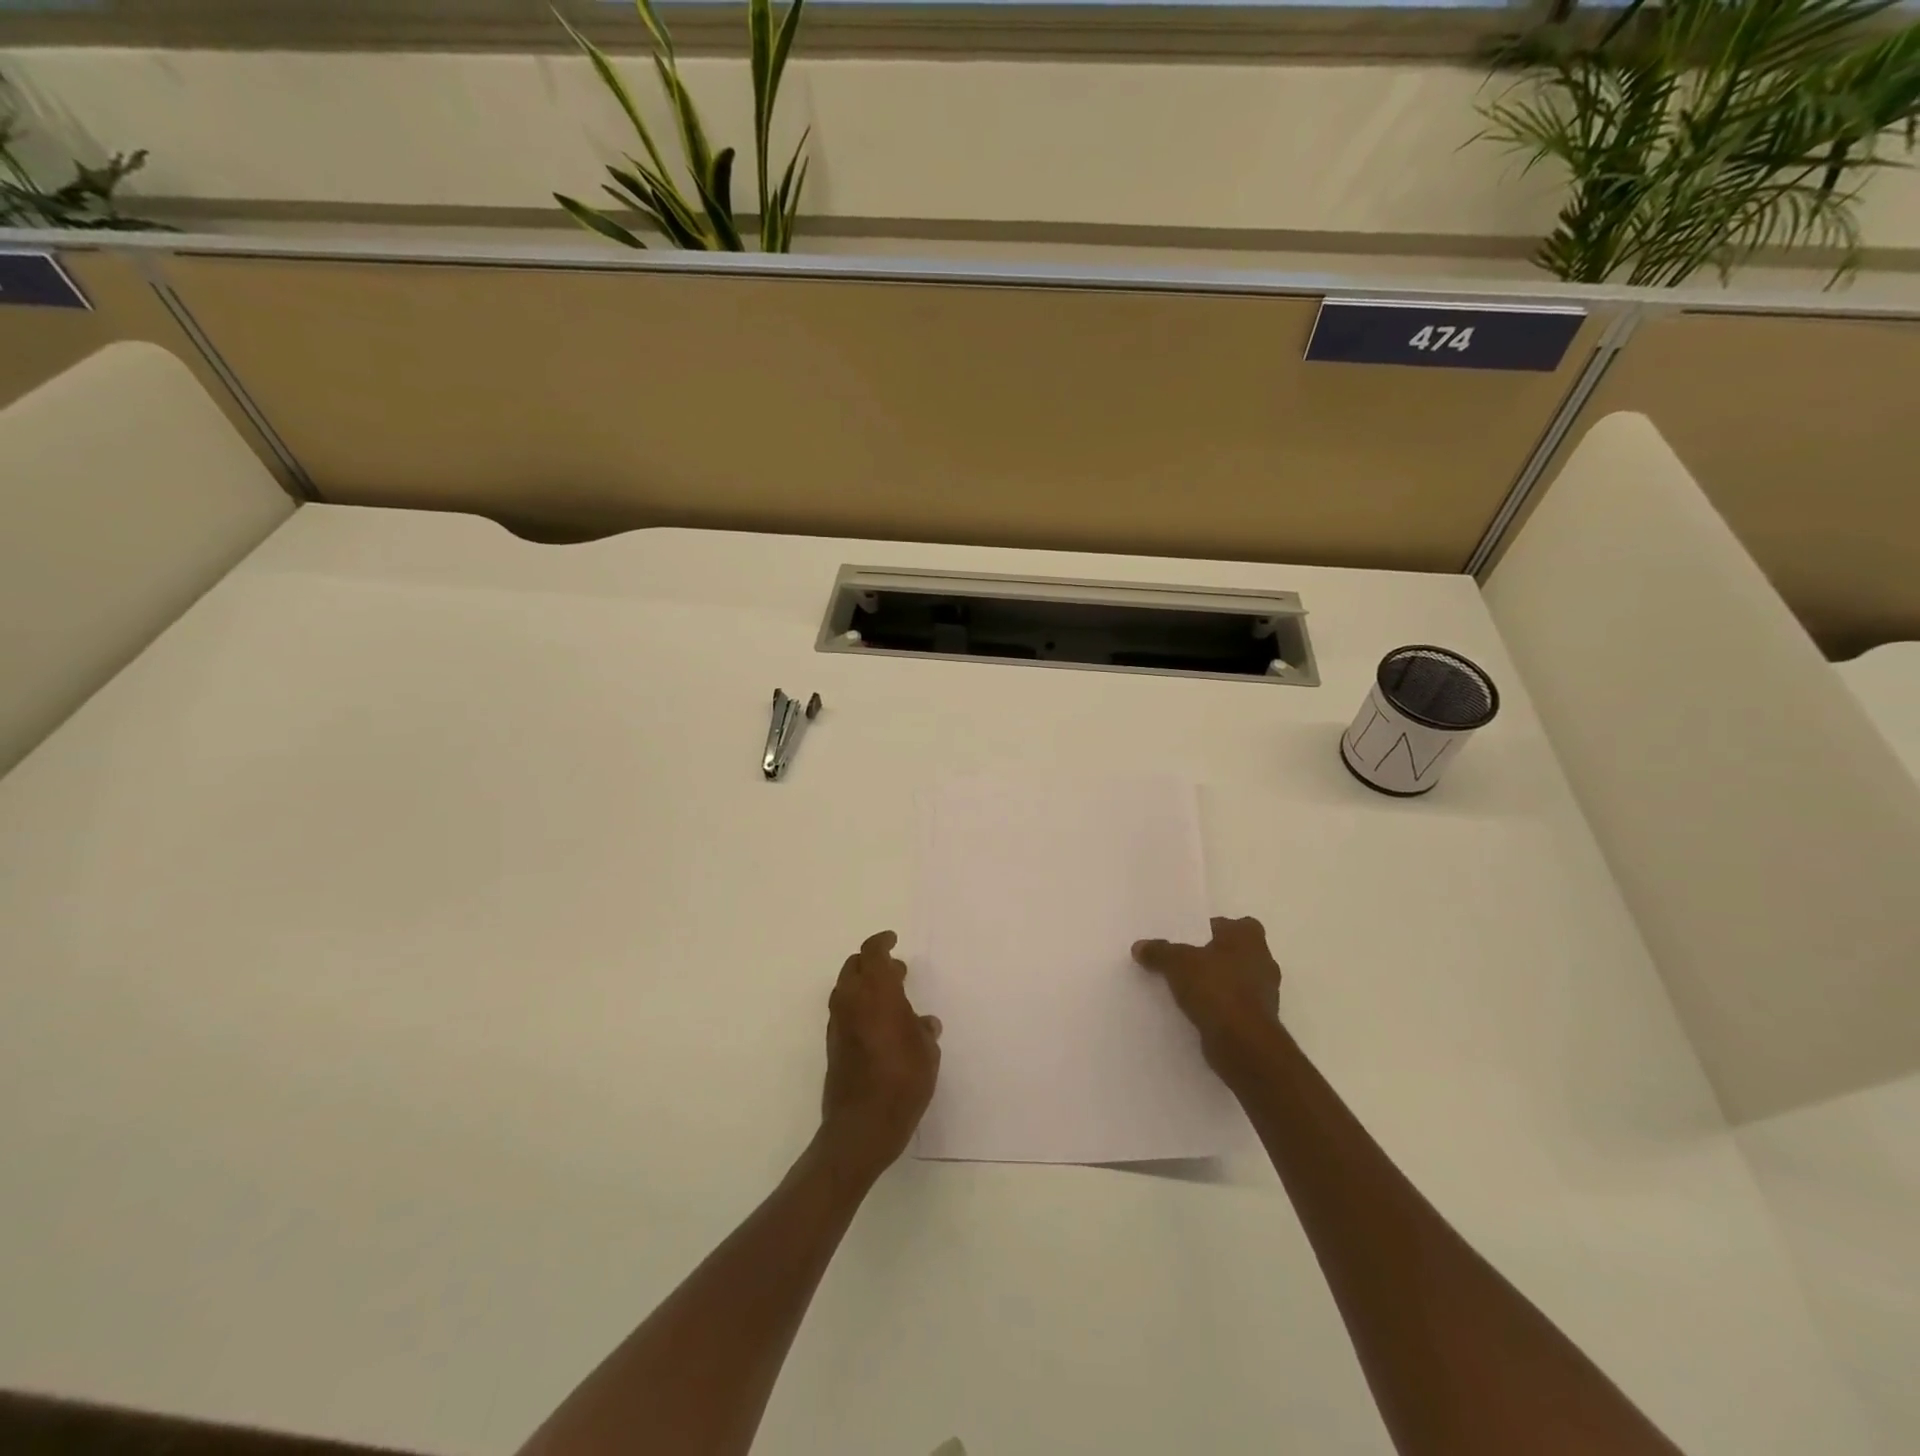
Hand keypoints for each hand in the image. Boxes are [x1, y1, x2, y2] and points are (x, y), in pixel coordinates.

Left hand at [819, 931, 941, 1176]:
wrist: (861, 1127)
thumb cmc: (902, 1082)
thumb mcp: (926, 1053)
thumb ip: (923, 1031)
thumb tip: (924, 1023)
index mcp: (876, 992)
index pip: (872, 953)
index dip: (881, 942)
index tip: (892, 939)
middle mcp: (851, 1000)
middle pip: (854, 966)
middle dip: (873, 962)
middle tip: (897, 971)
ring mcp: (838, 1023)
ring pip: (846, 988)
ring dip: (864, 984)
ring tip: (890, 997)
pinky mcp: (832, 1044)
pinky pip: (843, 1010)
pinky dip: (857, 1005)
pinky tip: (877, 1023)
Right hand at [1133, 916, 1282, 1073]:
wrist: (1243, 1044)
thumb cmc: (1216, 989)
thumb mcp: (1177, 963)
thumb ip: (1159, 952)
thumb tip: (1139, 946)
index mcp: (1249, 938)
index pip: (1234, 924)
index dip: (1213, 929)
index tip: (1190, 938)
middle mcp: (1263, 961)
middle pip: (1234, 952)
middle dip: (1212, 957)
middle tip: (1183, 961)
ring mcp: (1265, 994)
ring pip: (1235, 980)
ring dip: (1216, 984)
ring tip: (1185, 988)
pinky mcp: (1260, 1021)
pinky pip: (1234, 1006)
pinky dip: (1219, 1007)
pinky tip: (1196, 1012)